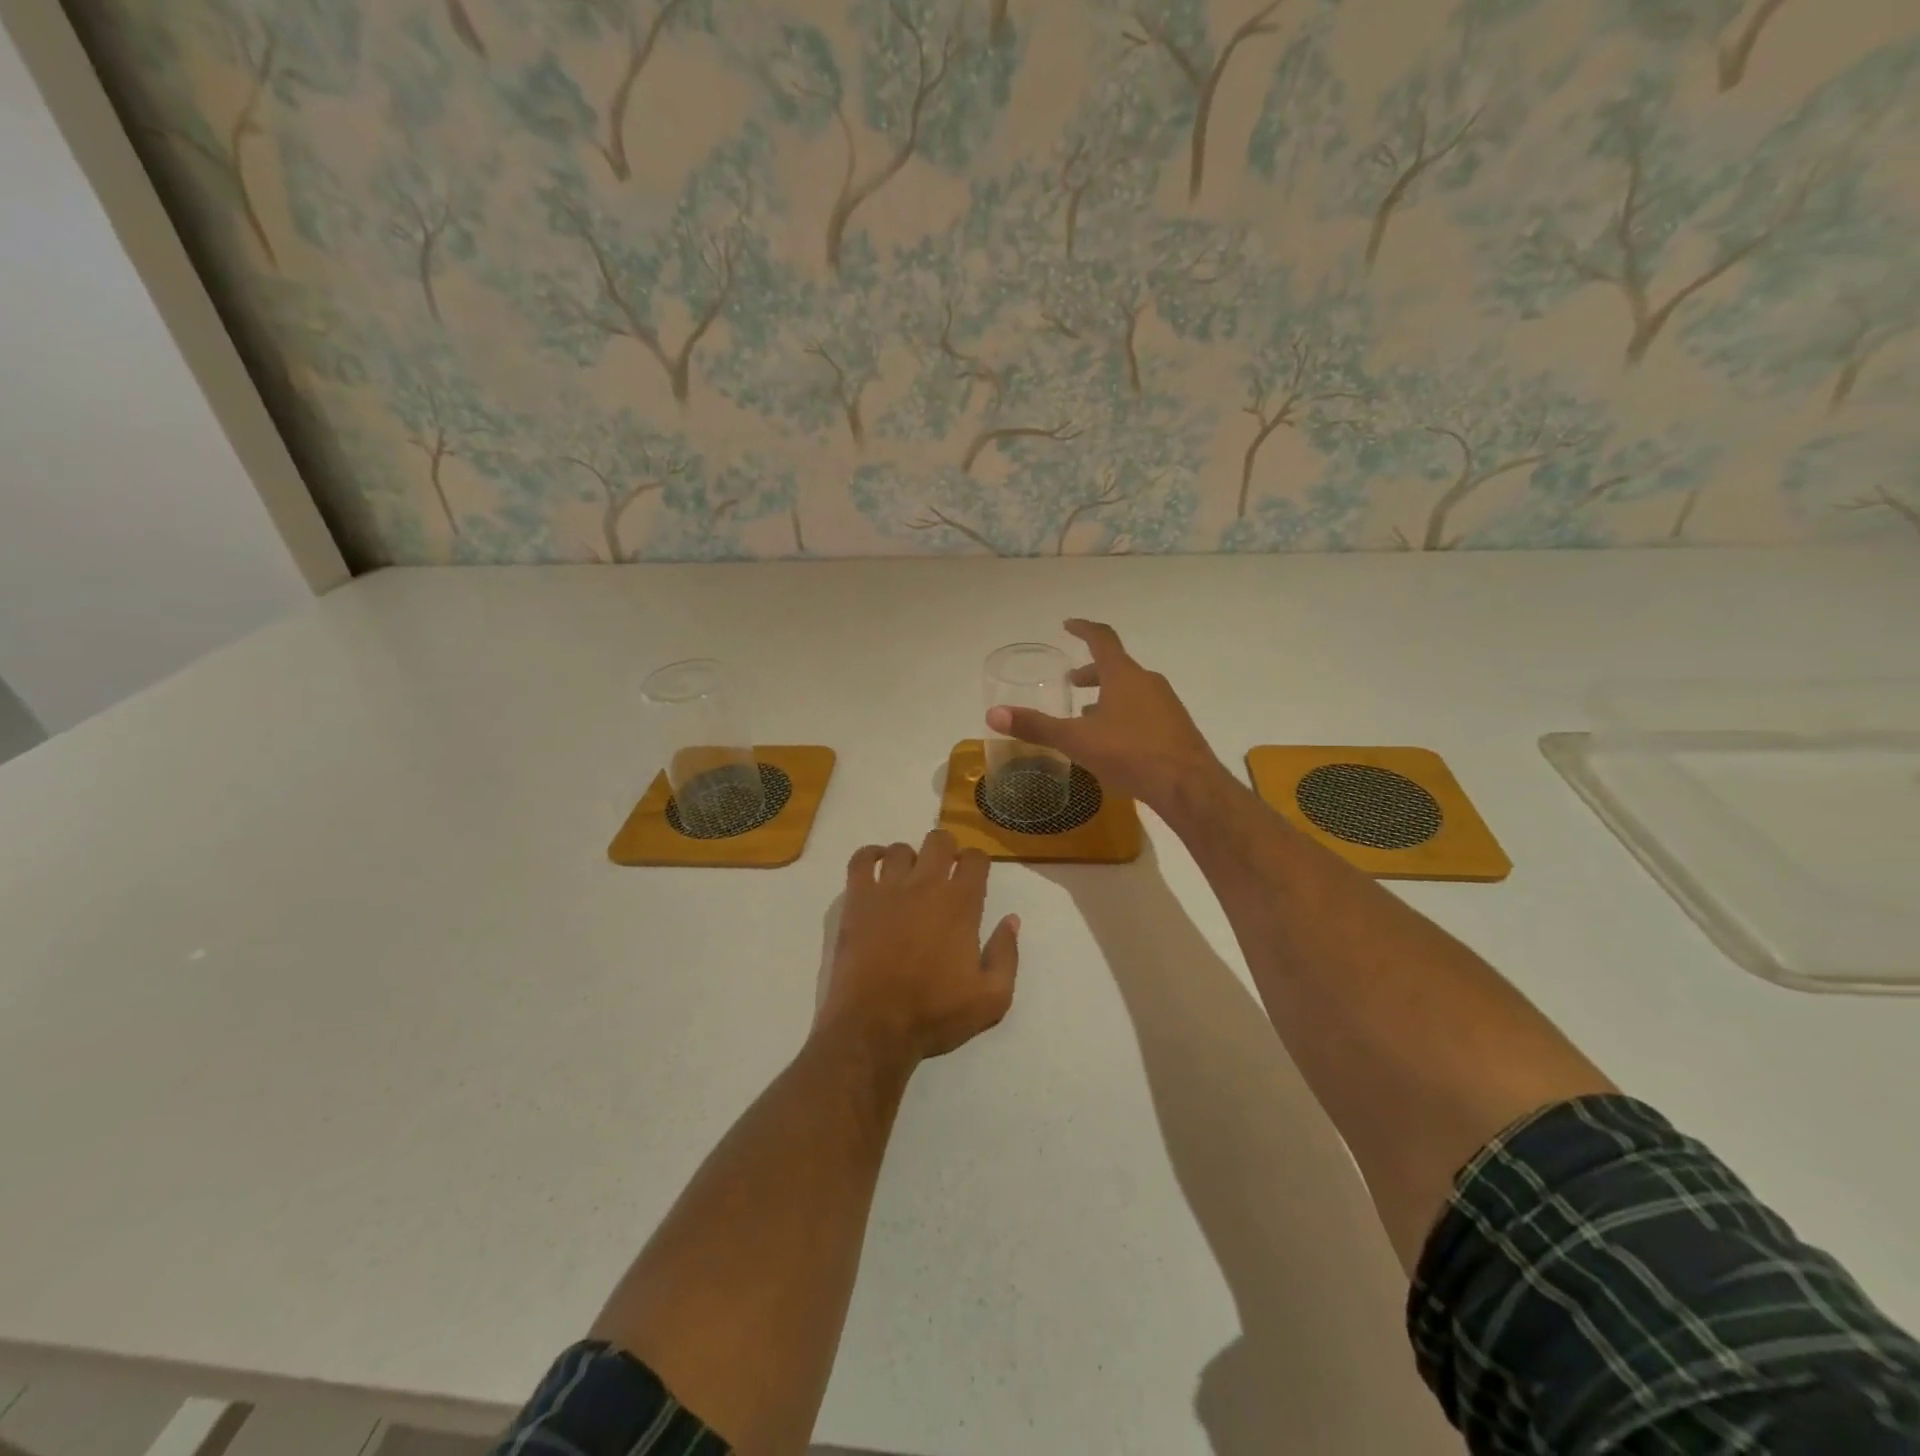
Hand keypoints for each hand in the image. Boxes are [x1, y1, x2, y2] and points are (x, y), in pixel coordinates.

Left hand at [818, 829, 1019, 1069]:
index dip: (978, 862)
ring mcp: (887, 889)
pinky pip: (861, 859)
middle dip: (947, 850)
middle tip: (945, 874)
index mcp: (960, 904)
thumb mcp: (992, 999)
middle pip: (939, 841)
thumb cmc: (935, 1014)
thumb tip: (1011, 920)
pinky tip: (877, 867)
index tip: (975, 877)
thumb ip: (1007, 955)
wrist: (875, 1028)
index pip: (975, 859)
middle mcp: (925, 885)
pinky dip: (870, 855)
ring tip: (910, 879)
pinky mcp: (857, 900)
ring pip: (901, 849)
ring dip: (910, 859)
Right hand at [985, 619, 1220, 813]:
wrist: (1188, 785)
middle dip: (1092, 672)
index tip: (1068, 625)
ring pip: (1131, 689)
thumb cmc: (1130, 753)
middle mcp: (1147, 681)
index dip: (1083, 629)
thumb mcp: (1076, 740)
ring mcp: (1166, 704)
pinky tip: (1116, 741)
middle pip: (1116, 666)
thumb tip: (993, 714)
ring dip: (1108, 695)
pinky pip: (1145, 710)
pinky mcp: (1176, 727)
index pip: (1102, 638)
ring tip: (1088, 715)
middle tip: (1072, 682)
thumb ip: (1036, 727)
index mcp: (1123, 675)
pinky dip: (1125, 714)